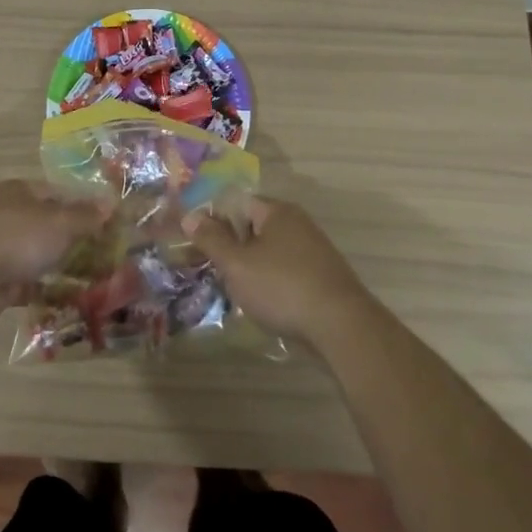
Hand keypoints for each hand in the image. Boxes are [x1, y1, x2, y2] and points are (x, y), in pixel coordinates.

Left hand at [0, 179, 106, 325]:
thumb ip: (85, 216)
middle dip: (74, 239)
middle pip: (48, 225)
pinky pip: (28, 284)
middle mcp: (8, 215)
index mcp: (20, 192)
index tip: (109, 223)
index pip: (59, 193)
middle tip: (106, 254)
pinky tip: (69, 299)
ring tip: (94, 279)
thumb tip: (110, 203)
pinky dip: (45, 290)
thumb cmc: (17, 237)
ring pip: (38, 255)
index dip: (84, 206)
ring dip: (61, 266)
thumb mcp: (59, 222)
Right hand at [186, 196, 374, 344]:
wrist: (342, 327)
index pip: (236, 204)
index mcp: (277, 211)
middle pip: (253, 227)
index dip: (213, 221)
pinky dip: (270, 282)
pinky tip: (261, 304)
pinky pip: (285, 271)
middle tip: (210, 270)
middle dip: (230, 247)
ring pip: (269, 252)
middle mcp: (297, 223)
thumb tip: (189, 215)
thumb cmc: (282, 287)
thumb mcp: (237, 264)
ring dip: (249, 268)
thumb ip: (211, 239)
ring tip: (232, 291)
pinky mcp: (322, 277)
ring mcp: (313, 250)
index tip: (195, 244)